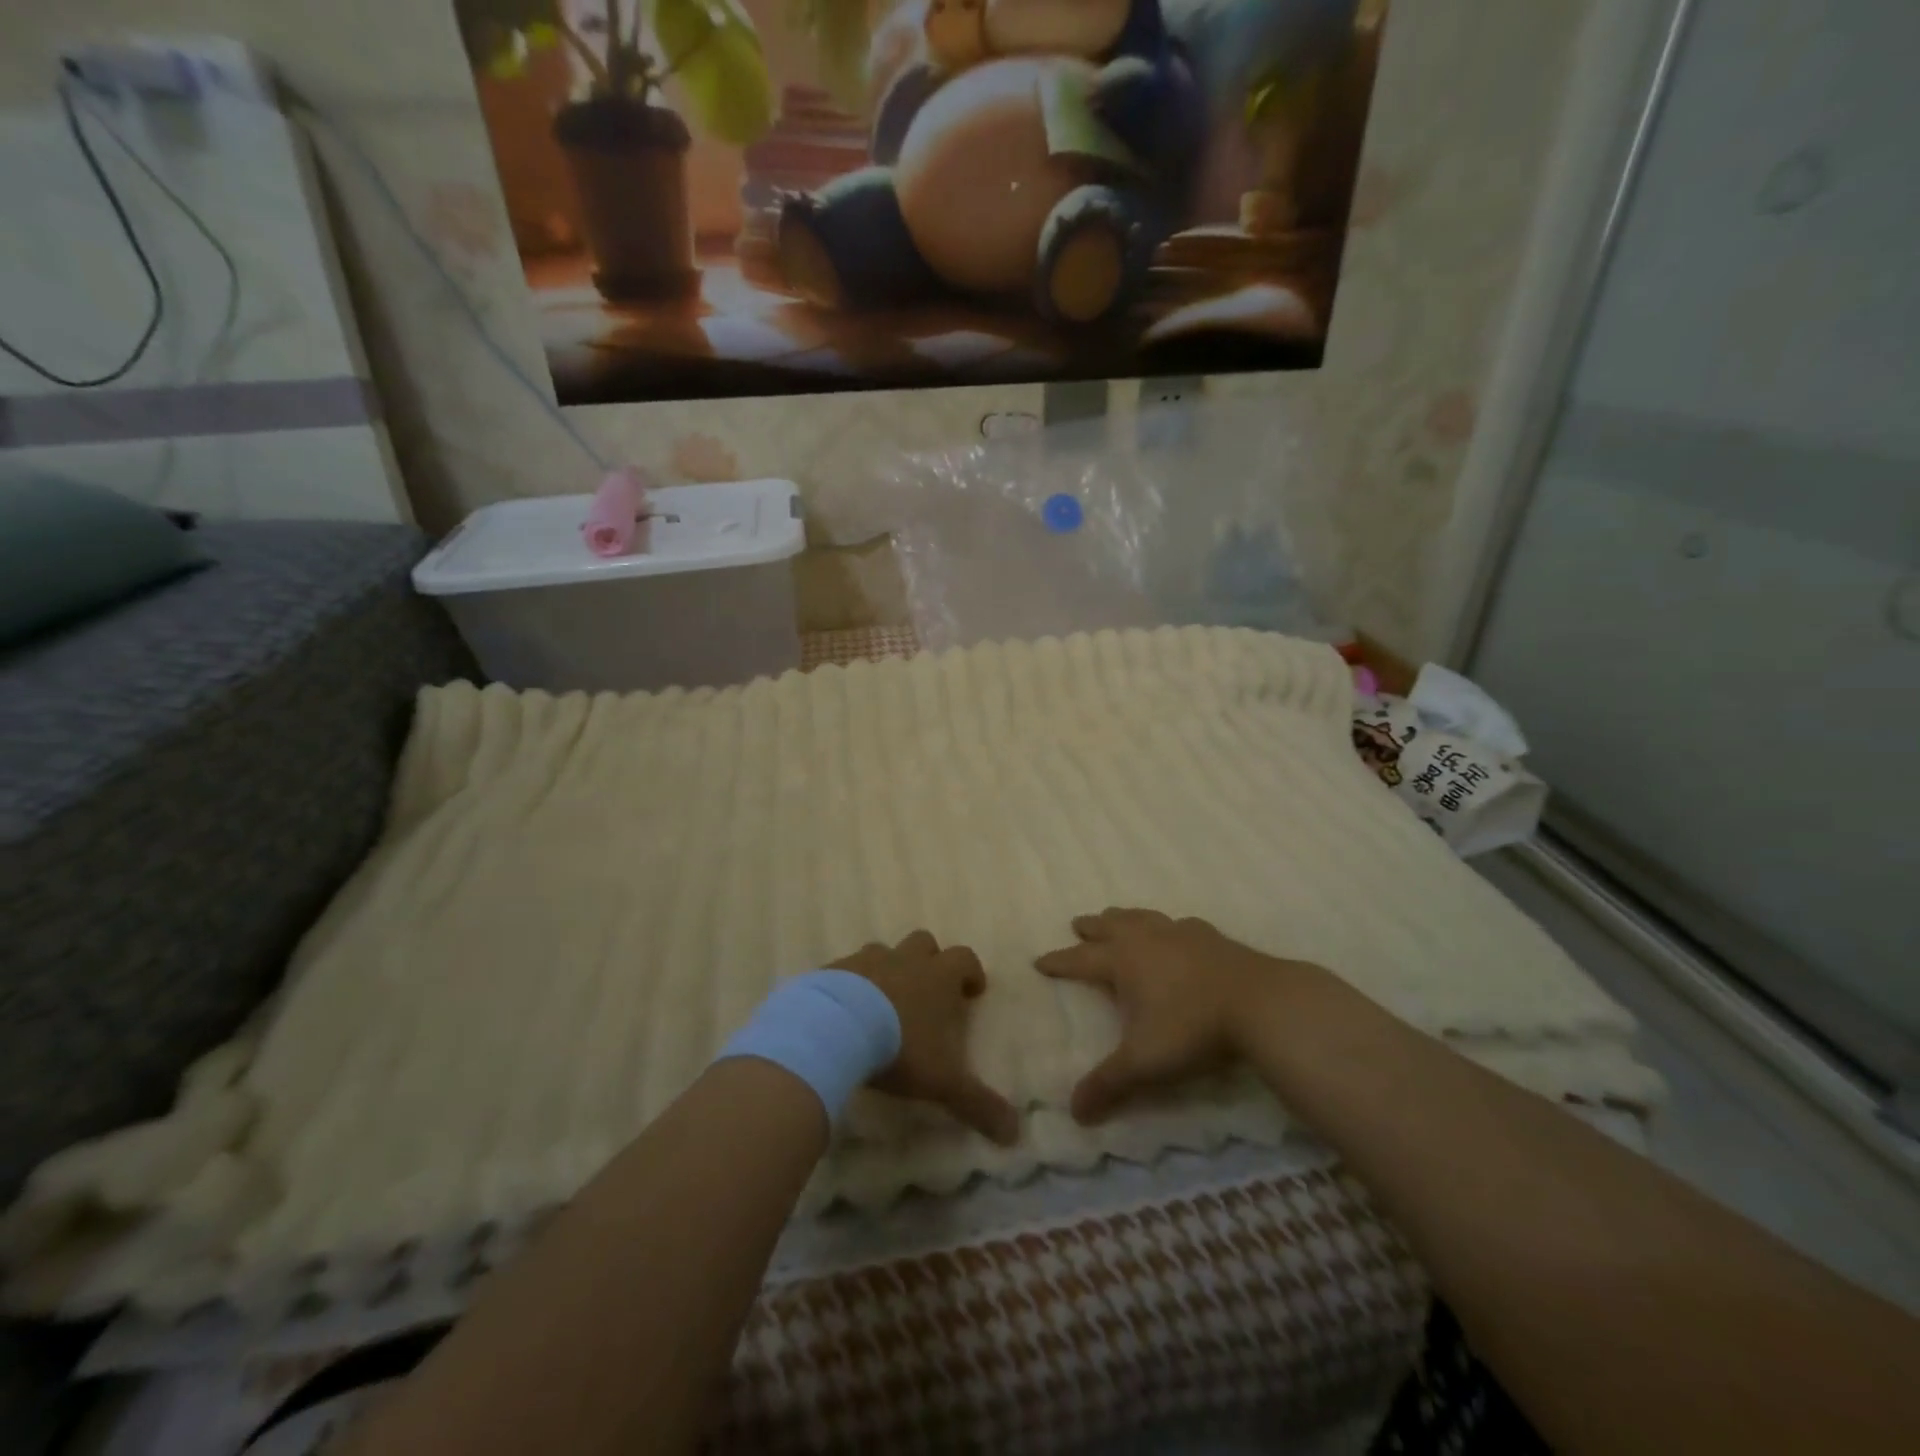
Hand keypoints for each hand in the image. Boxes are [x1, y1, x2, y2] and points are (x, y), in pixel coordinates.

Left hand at [831, 931, 1020, 1145]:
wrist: (835, 1028)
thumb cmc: (900, 1047)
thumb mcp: (944, 1081)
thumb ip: (978, 1103)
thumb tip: (1014, 1133)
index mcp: (938, 976)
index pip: (965, 958)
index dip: (971, 972)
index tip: (972, 992)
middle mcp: (905, 959)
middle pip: (924, 943)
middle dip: (929, 961)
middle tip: (927, 992)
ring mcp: (867, 960)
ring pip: (884, 951)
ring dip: (889, 969)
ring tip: (883, 1001)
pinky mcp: (834, 969)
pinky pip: (847, 969)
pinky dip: (851, 983)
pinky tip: (845, 1009)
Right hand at [1036, 908, 1318, 1123]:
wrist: (1259, 1003)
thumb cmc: (1192, 1029)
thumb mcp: (1144, 1063)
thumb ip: (1108, 1085)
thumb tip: (1073, 1114)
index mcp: (1122, 961)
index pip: (1080, 959)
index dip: (1059, 962)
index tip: (1039, 960)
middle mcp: (1146, 939)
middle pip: (1110, 926)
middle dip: (1091, 927)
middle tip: (1077, 923)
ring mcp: (1180, 934)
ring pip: (1143, 918)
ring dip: (1125, 918)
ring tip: (1117, 918)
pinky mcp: (1211, 937)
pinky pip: (1180, 925)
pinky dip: (1168, 927)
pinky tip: (1176, 931)